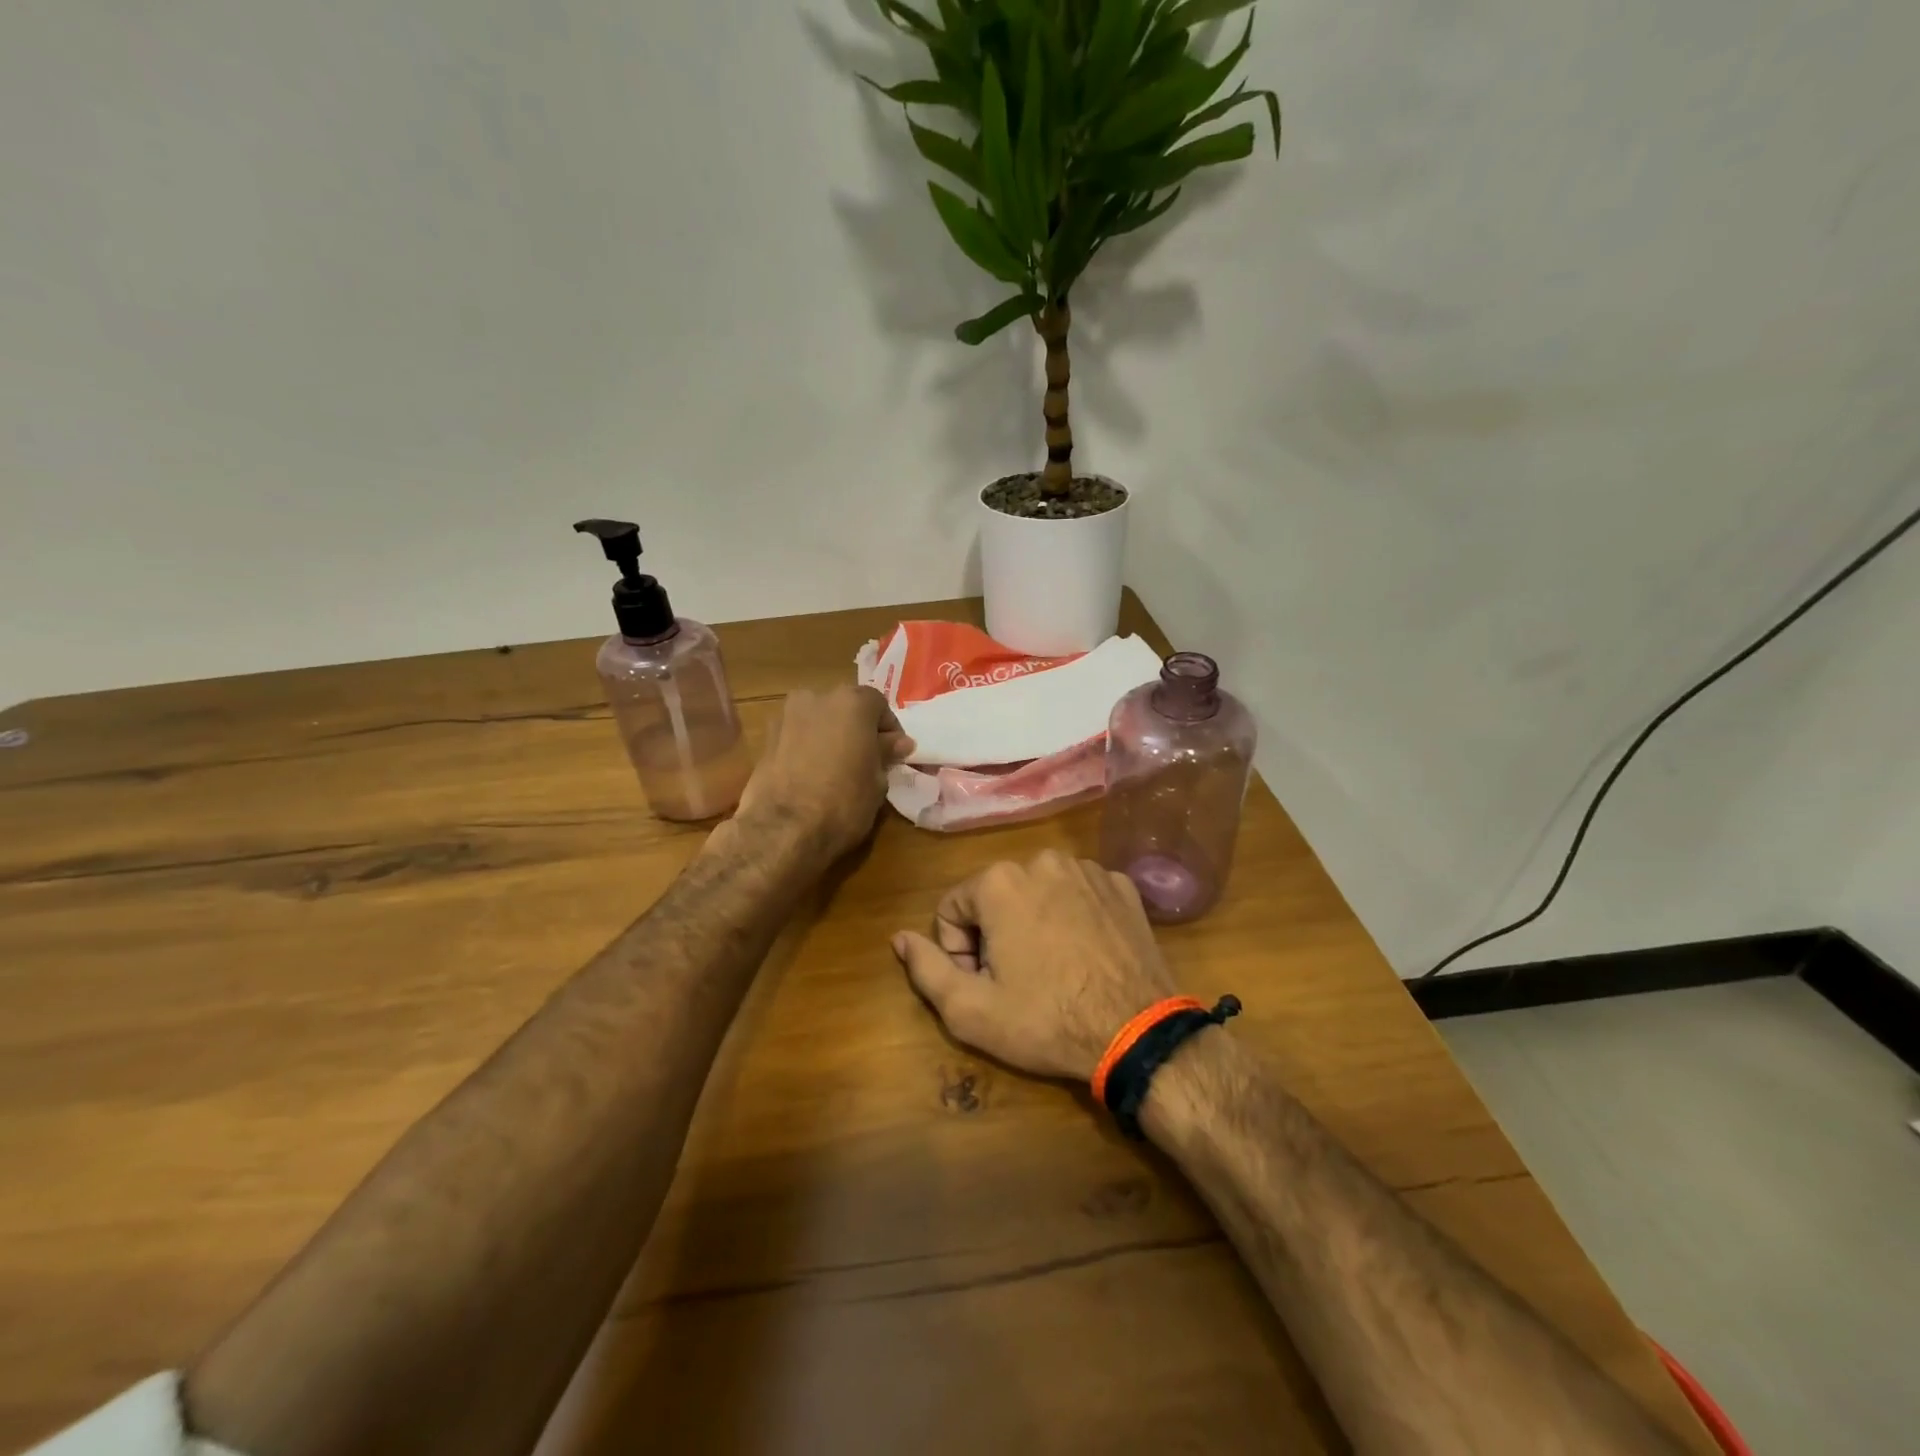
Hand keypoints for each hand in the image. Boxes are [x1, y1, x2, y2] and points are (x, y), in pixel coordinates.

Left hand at [736, 686, 912, 858]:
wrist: (782, 828)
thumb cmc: (843, 802)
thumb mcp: (877, 781)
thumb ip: (886, 754)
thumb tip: (899, 743)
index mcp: (851, 702)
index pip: (878, 705)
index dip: (889, 730)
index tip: (894, 753)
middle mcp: (816, 698)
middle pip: (844, 708)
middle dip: (857, 729)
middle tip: (867, 759)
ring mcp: (786, 716)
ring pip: (818, 720)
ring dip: (830, 737)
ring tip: (838, 768)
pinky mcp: (765, 739)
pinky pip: (796, 737)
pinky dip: (807, 748)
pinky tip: (812, 775)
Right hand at [892, 851, 1180, 1081]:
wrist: (1137, 1032)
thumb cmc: (1046, 1020)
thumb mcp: (970, 1010)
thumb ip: (925, 968)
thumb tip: (899, 937)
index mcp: (999, 881)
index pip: (952, 909)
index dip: (959, 951)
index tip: (984, 984)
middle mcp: (1042, 860)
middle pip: (995, 896)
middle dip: (995, 934)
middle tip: (1018, 980)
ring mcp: (1088, 869)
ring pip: (1037, 891)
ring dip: (1034, 922)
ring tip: (1054, 968)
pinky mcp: (1121, 884)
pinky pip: (1079, 893)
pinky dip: (1073, 916)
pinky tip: (1086, 954)